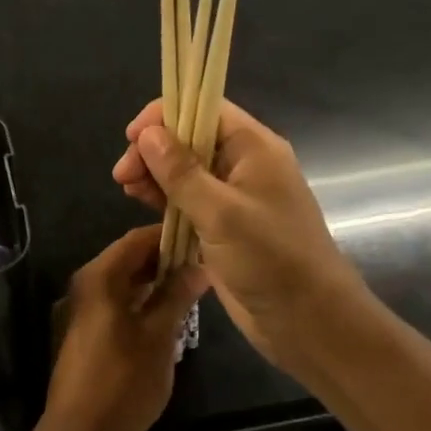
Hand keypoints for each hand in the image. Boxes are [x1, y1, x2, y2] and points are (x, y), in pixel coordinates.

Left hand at [40, 225, 206, 430]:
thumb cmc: (123, 382)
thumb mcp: (159, 336)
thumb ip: (177, 296)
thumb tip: (199, 267)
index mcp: (98, 279)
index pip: (135, 240)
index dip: (169, 237)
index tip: (202, 240)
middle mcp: (85, 287)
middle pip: (128, 260)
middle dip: (165, 260)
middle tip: (203, 267)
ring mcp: (82, 312)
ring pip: (123, 284)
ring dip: (155, 283)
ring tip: (193, 290)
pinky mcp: (86, 334)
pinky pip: (117, 305)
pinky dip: (142, 303)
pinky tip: (169, 316)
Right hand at [111, 99, 365, 371]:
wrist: (308, 321)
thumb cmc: (271, 259)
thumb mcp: (221, 213)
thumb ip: (182, 172)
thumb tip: (147, 134)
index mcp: (254, 149)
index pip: (205, 109)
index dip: (166, 115)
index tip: (131, 137)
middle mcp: (244, 166)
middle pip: (191, 139)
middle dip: (154, 150)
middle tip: (123, 176)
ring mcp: (234, 198)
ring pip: (186, 172)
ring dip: (156, 176)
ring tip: (127, 190)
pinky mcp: (224, 227)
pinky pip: (189, 202)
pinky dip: (165, 200)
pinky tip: (143, 205)